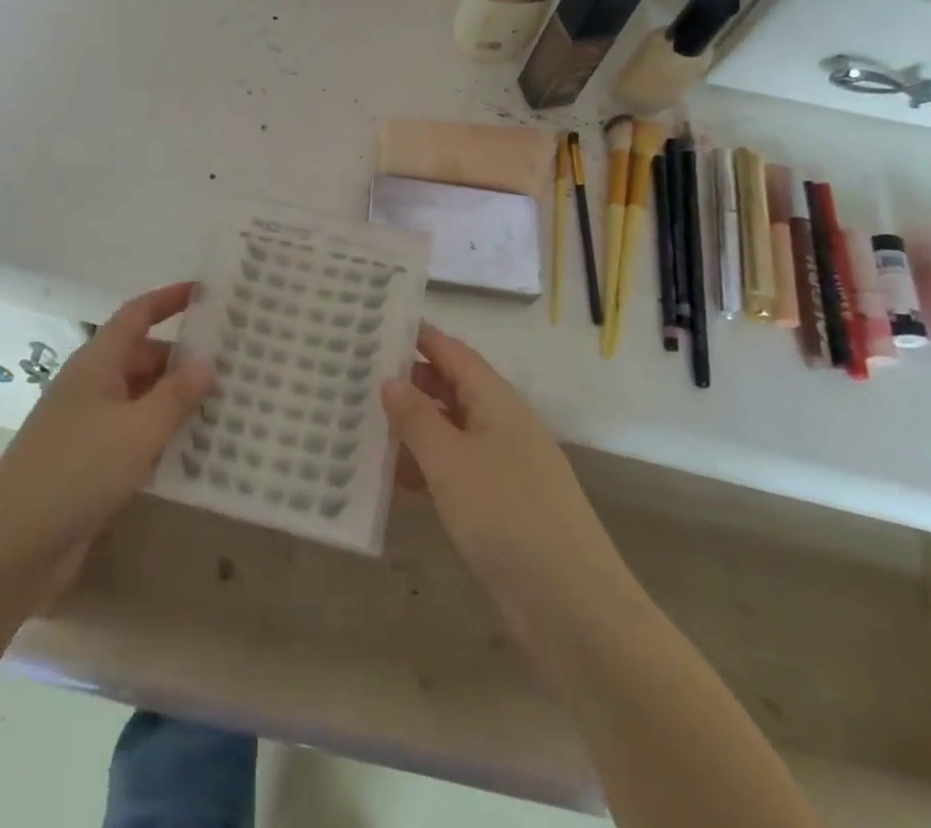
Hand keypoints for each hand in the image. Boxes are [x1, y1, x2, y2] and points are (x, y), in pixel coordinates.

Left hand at [0, 283, 213, 576]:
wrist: (10, 548)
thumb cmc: (77, 471)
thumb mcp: (138, 430)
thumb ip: (176, 395)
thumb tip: (207, 362)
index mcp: (97, 363)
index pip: (137, 315)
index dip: (169, 299)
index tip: (206, 293)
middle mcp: (92, 386)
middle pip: (143, 358)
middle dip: (184, 361)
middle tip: (234, 368)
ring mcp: (88, 426)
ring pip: (141, 399)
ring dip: (176, 402)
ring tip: (225, 408)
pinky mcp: (88, 463)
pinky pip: (133, 435)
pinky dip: (161, 436)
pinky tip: (193, 453)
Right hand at [382, 324, 616, 610]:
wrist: (572, 607)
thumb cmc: (506, 516)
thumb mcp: (450, 461)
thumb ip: (416, 417)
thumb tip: (391, 379)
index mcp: (497, 401)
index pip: (453, 352)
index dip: (419, 337)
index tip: (377, 324)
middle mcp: (503, 425)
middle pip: (452, 389)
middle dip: (409, 381)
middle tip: (358, 374)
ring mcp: (505, 467)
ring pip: (451, 431)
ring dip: (413, 427)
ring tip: (363, 421)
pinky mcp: (502, 506)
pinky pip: (456, 470)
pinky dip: (426, 467)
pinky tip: (392, 478)